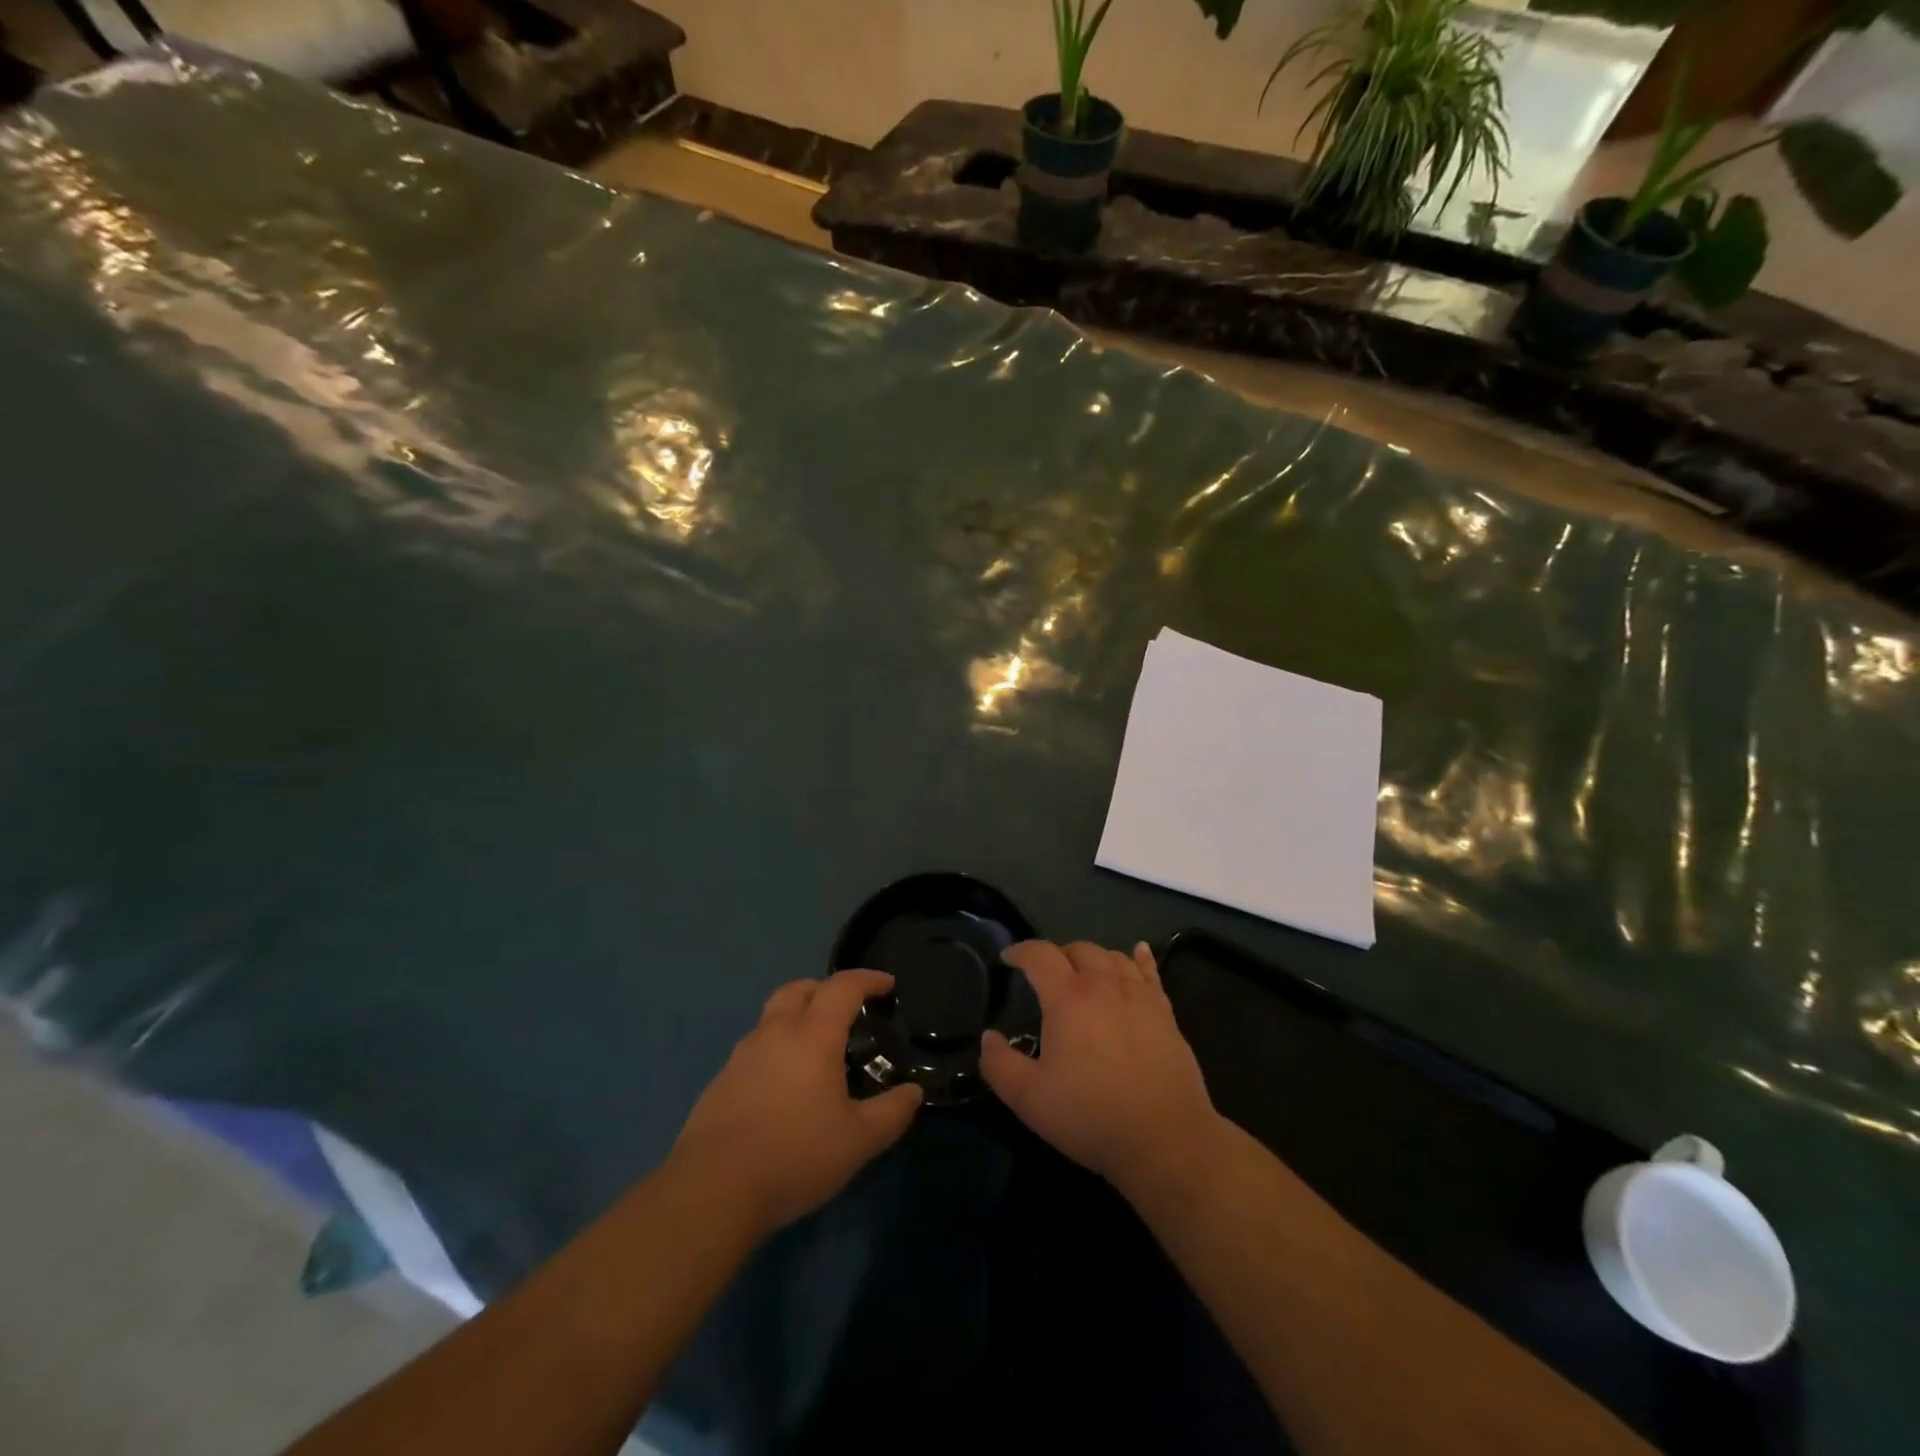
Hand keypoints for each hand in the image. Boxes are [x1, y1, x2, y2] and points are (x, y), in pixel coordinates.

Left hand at [668, 970, 922, 1237]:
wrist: (712, 1191)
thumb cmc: (795, 1156)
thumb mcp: (858, 1141)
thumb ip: (891, 1113)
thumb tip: (913, 1092)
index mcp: (812, 1036)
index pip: (842, 987)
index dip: (867, 980)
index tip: (886, 984)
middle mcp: (775, 1034)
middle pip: (798, 989)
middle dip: (824, 989)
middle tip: (845, 1009)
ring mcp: (741, 1056)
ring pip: (771, 1017)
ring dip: (796, 1018)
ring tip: (815, 1051)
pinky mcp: (720, 1082)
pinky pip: (754, 1049)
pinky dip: (775, 1050)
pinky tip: (783, 1088)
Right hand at [981, 941, 1220, 1200]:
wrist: (1165, 1138)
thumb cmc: (1091, 1115)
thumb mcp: (1029, 1098)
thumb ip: (999, 1064)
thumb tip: (988, 1037)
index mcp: (1068, 997)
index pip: (1040, 955)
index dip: (1020, 951)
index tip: (1007, 959)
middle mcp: (1104, 984)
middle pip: (1078, 949)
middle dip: (1057, 955)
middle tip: (1045, 976)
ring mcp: (1139, 996)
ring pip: (1113, 957)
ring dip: (1093, 958)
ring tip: (1083, 972)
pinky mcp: (1165, 1012)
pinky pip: (1150, 972)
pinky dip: (1141, 958)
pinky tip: (1139, 951)